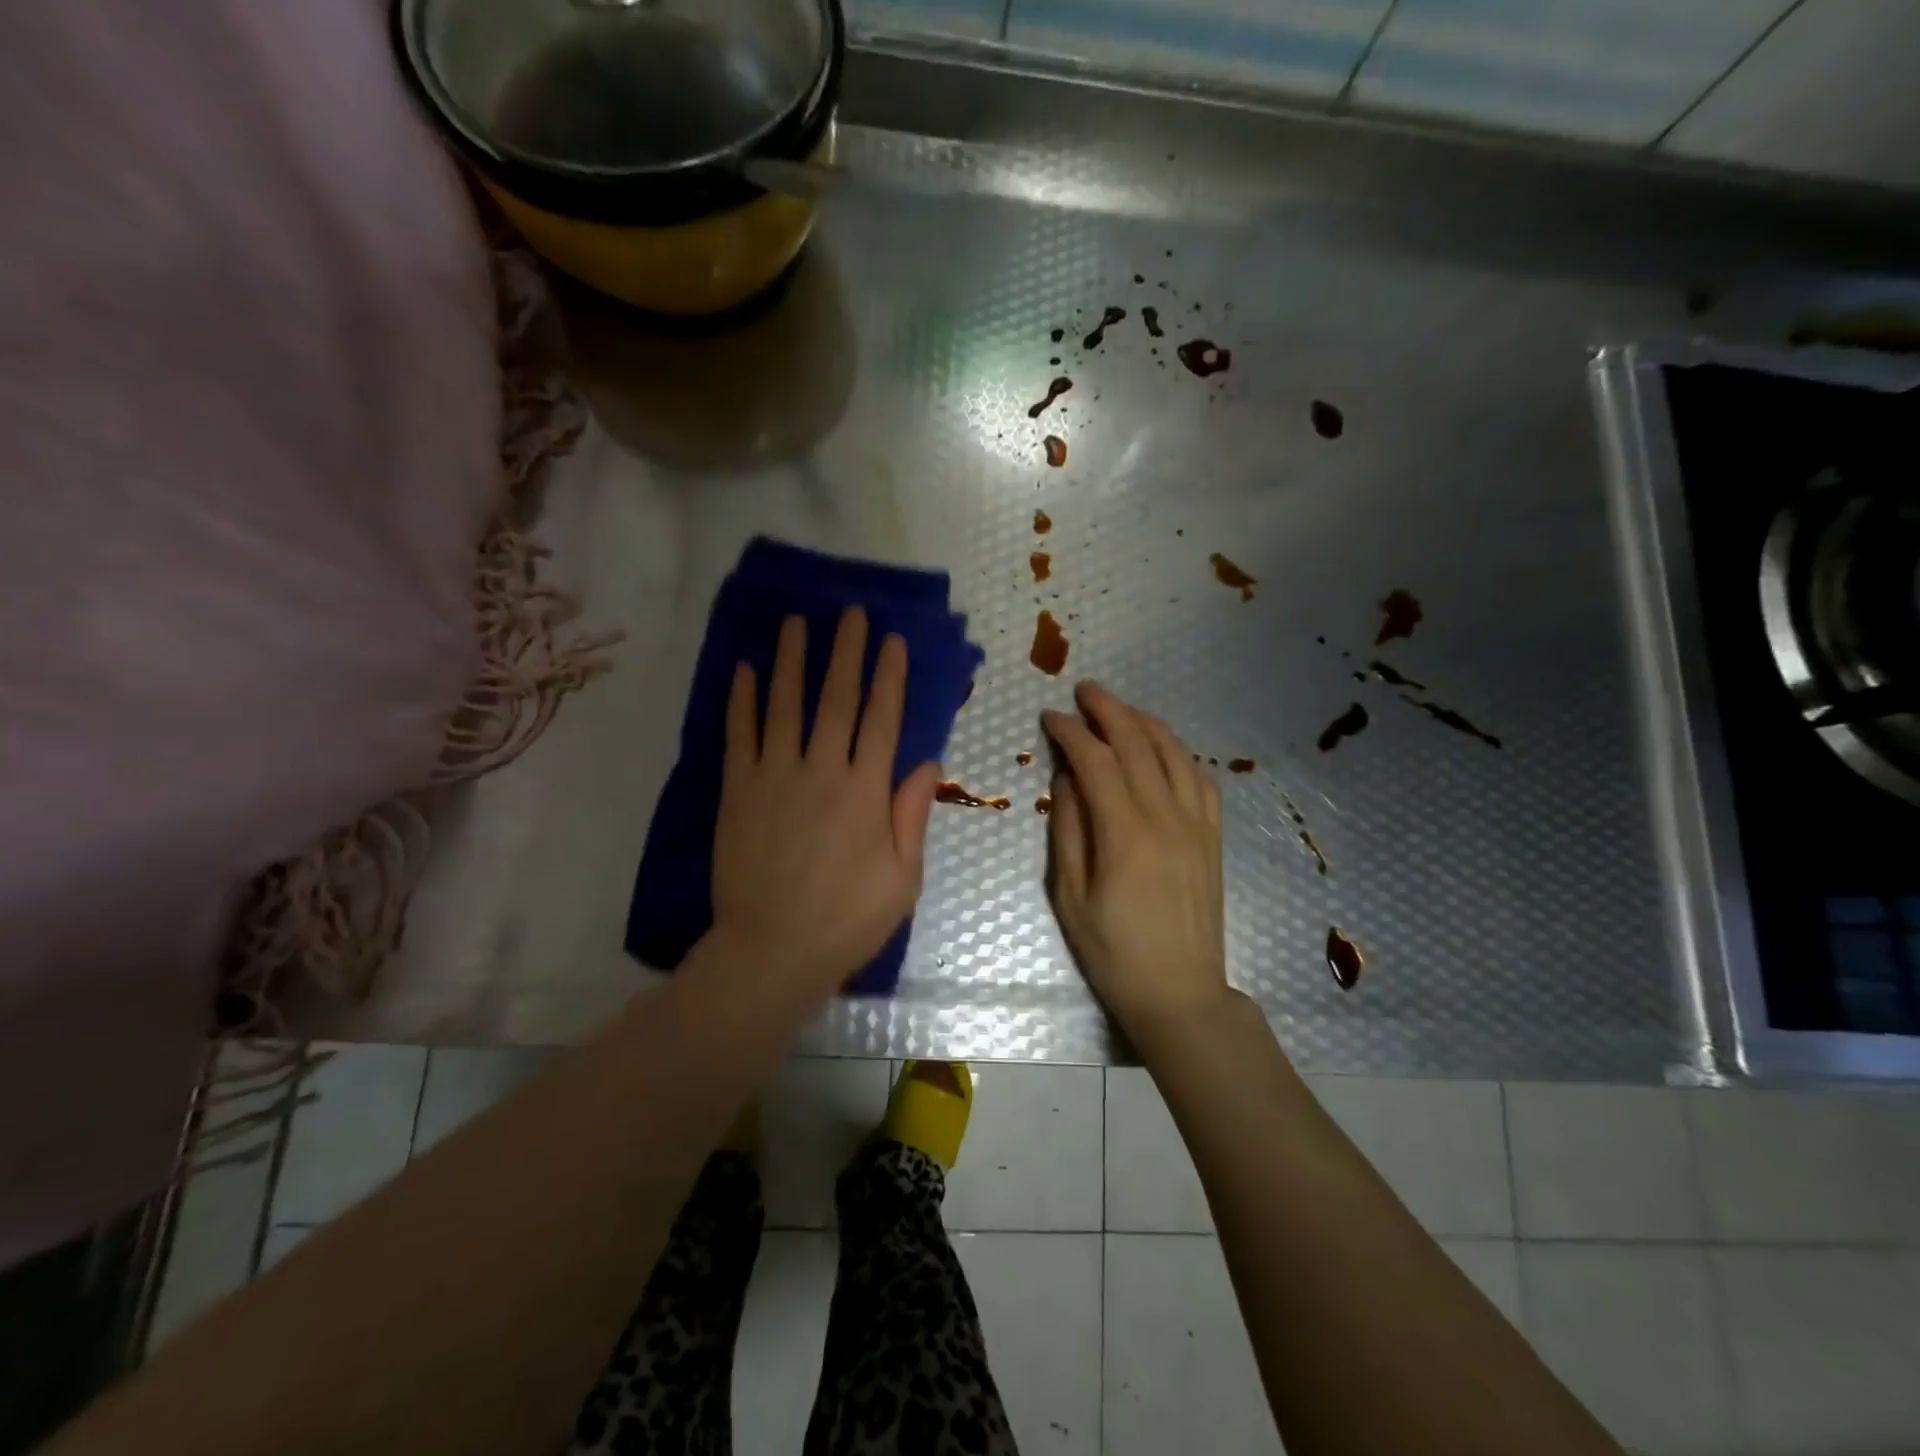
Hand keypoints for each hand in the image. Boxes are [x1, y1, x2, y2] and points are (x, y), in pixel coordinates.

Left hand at [709, 608, 939, 998]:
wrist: (771, 952)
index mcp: (866, 793)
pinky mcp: (737, 792)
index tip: (893, 640)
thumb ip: (912, 816)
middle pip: (836, 699)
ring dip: (792, 660)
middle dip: (846, 651)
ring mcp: (774, 778)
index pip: (882, 719)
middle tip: (850, 612)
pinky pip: (739, 735)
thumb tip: (927, 762)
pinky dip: (742, 700)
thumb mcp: (902, 879)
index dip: (889, 676)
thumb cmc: (847, 921)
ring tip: (796, 622)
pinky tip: (745, 669)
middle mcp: (821, 772)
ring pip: (785, 706)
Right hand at [1042, 682, 1234, 1046]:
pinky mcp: (1213, 838)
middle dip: (1109, 711)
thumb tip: (1067, 777)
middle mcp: (1166, 818)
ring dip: (1145, 723)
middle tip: (1085, 691)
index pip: (1096, 761)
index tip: (1050, 717)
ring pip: (1174, 754)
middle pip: (1138, 744)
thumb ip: (1068, 829)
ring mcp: (1196, 825)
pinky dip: (1180, 753)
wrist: (1180, 993)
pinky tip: (1164, 747)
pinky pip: (1201, 780)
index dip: (1071, 732)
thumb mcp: (1071, 895)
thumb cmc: (1113, 952)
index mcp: (1125, 833)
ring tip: (1120, 709)